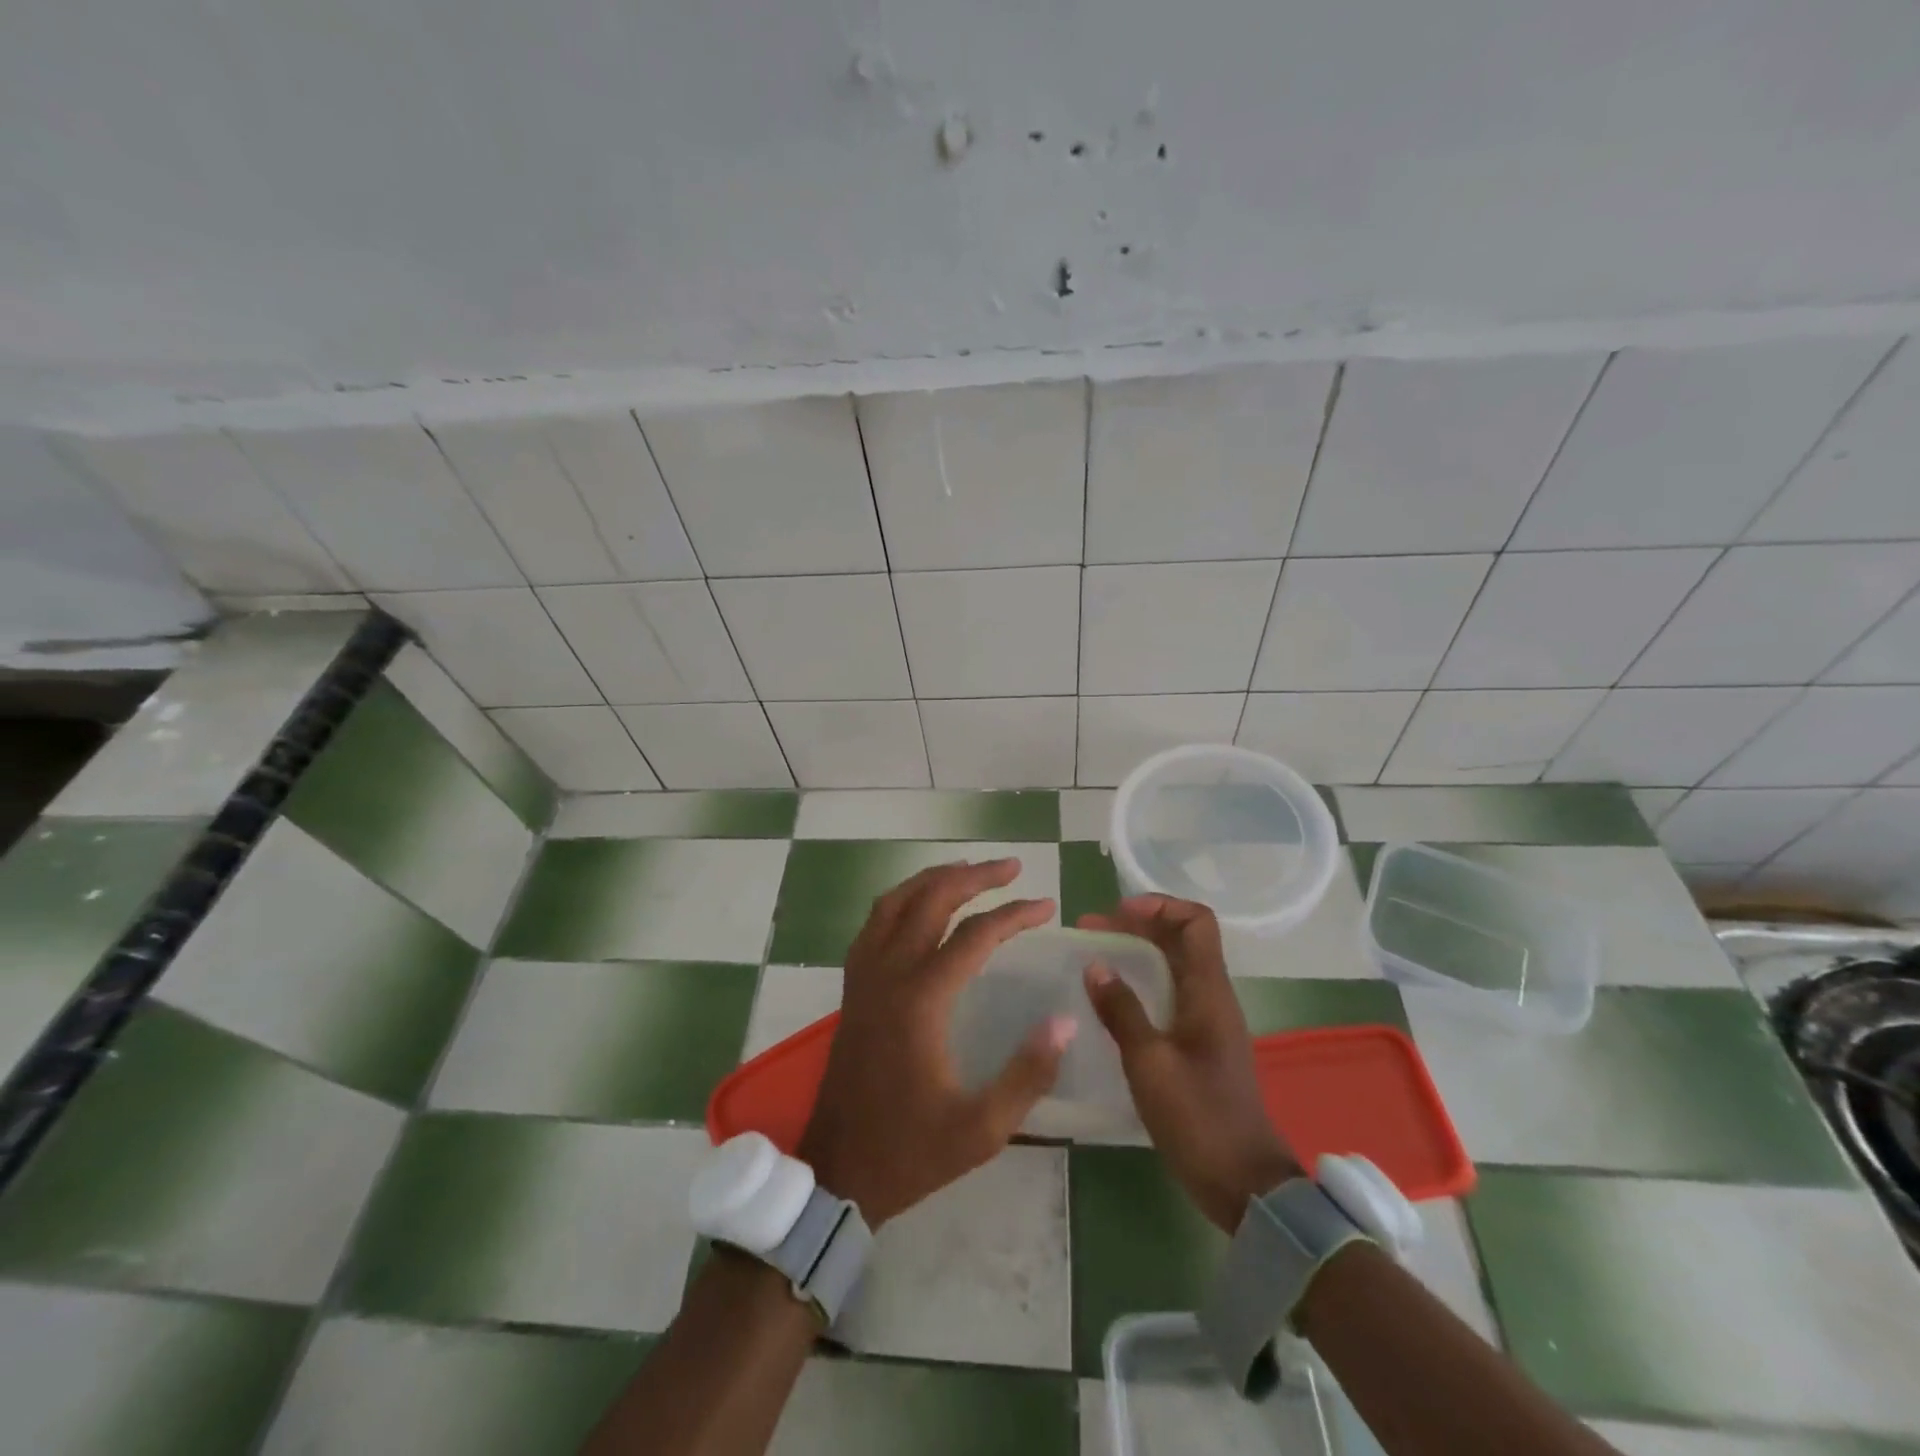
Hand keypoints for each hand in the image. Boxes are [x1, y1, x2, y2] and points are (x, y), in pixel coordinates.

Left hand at [797, 859, 1073, 1226]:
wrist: (837, 1170)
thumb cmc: (910, 1151)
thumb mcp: (982, 1129)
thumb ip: (1028, 1073)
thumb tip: (1066, 1020)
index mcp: (921, 1000)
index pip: (974, 935)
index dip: (1014, 915)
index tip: (1046, 906)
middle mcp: (889, 974)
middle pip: (931, 900)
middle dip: (974, 876)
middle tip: (1011, 868)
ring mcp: (863, 977)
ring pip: (895, 902)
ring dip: (933, 879)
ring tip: (968, 870)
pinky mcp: (852, 988)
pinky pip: (874, 923)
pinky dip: (901, 900)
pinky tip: (920, 906)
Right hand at [1079, 894, 1300, 1231]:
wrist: (1245, 1184)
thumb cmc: (1198, 1119)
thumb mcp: (1149, 1064)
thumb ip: (1121, 1011)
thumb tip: (1095, 965)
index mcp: (1208, 992)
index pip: (1196, 921)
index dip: (1158, 906)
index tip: (1116, 914)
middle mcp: (1213, 996)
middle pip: (1183, 938)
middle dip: (1138, 925)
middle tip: (1091, 932)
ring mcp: (1209, 1021)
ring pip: (1176, 964)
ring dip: (1138, 952)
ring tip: (1095, 958)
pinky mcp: (1202, 1044)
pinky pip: (1172, 992)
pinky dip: (1143, 981)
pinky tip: (1114, 999)